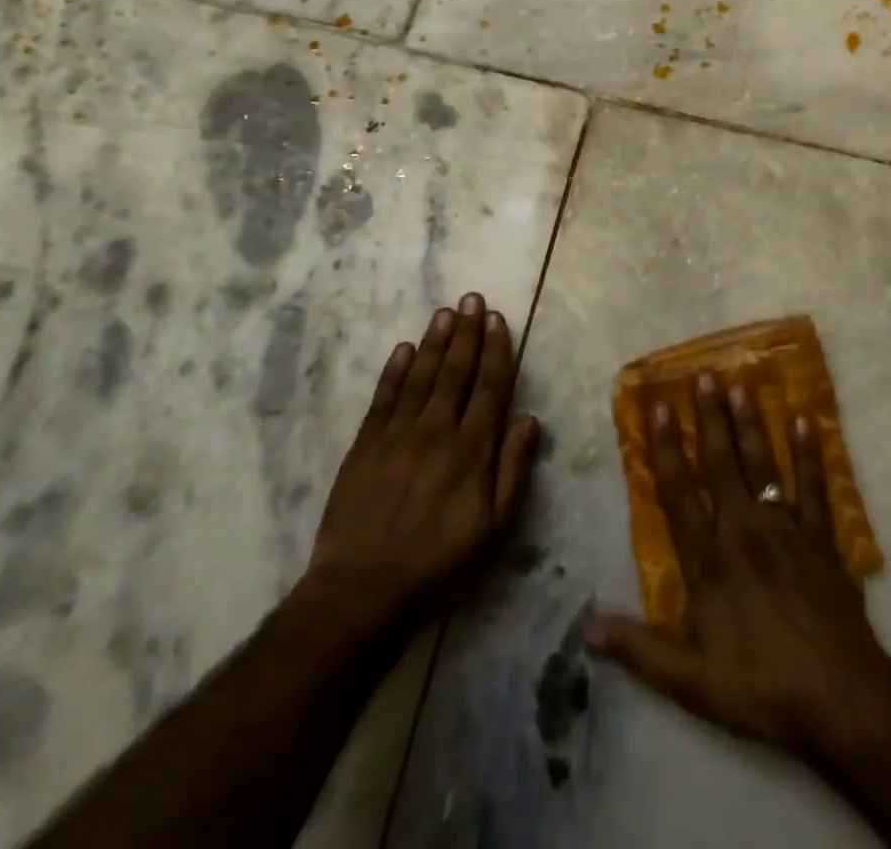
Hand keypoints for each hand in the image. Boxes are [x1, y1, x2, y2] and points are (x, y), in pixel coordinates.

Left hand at [305, 293, 541, 637]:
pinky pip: (384, 397)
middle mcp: (436, 430)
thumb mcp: (494, 530)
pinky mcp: (365, 445)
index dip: (495, 350)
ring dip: (435, 341)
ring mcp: (397, 434)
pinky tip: (404, 349)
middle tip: (471, 298)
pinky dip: (395, 371)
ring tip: (445, 312)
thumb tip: (529, 419)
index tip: (498, 319)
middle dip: (466, 332)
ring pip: (421, 376)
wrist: (361, 591)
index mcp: (471, 449)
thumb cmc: (439, 566)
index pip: (489, 386)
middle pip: (455, 371)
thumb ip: (512, 470)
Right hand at [584, 371, 890, 759]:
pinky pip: (813, 486)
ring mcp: (785, 529)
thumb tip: (586, 628)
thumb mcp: (691, 682)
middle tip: (703, 374)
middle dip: (709, 417)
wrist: (842, 699)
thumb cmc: (762, 687)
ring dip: (751, 423)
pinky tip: (804, 420)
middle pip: (721, 463)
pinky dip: (809, 453)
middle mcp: (743, 531)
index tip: (657, 406)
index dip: (665, 448)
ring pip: (762, 464)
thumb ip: (639, 649)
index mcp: (709, 560)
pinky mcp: (821, 538)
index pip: (679, 493)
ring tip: (742, 383)